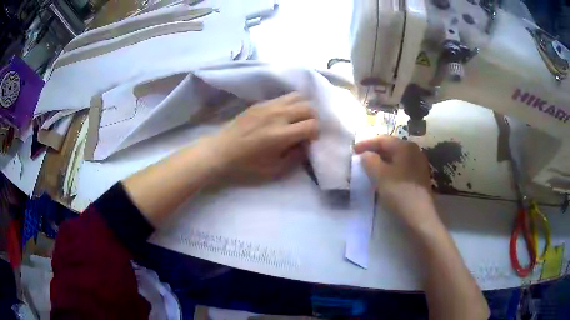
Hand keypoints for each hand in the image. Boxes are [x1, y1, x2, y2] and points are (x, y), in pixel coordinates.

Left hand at [211, 92, 318, 180]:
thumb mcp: (275, 169)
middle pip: (309, 107)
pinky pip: (284, 96)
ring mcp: (269, 106)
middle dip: (313, 118)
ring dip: (303, 107)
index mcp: (281, 135)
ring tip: (298, 118)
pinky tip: (285, 114)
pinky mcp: (261, 102)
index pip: (312, 125)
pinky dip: (291, 103)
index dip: (316, 133)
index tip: (310, 139)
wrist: (222, 151)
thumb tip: (307, 143)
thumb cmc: (247, 165)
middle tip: (306, 128)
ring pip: (298, 96)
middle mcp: (278, 115)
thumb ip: (296, 156)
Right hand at [354, 135, 438, 228]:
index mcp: (405, 146)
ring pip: (396, 157)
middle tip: (361, 157)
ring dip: (382, 160)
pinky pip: (402, 166)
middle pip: (391, 146)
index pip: (382, 139)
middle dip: (375, 151)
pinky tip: (384, 176)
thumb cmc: (399, 192)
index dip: (366, 143)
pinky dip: (391, 168)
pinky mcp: (420, 175)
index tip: (353, 150)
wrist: (419, 215)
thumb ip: (370, 161)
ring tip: (371, 166)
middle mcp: (414, 150)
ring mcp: (419, 163)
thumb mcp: (380, 175)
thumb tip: (366, 155)